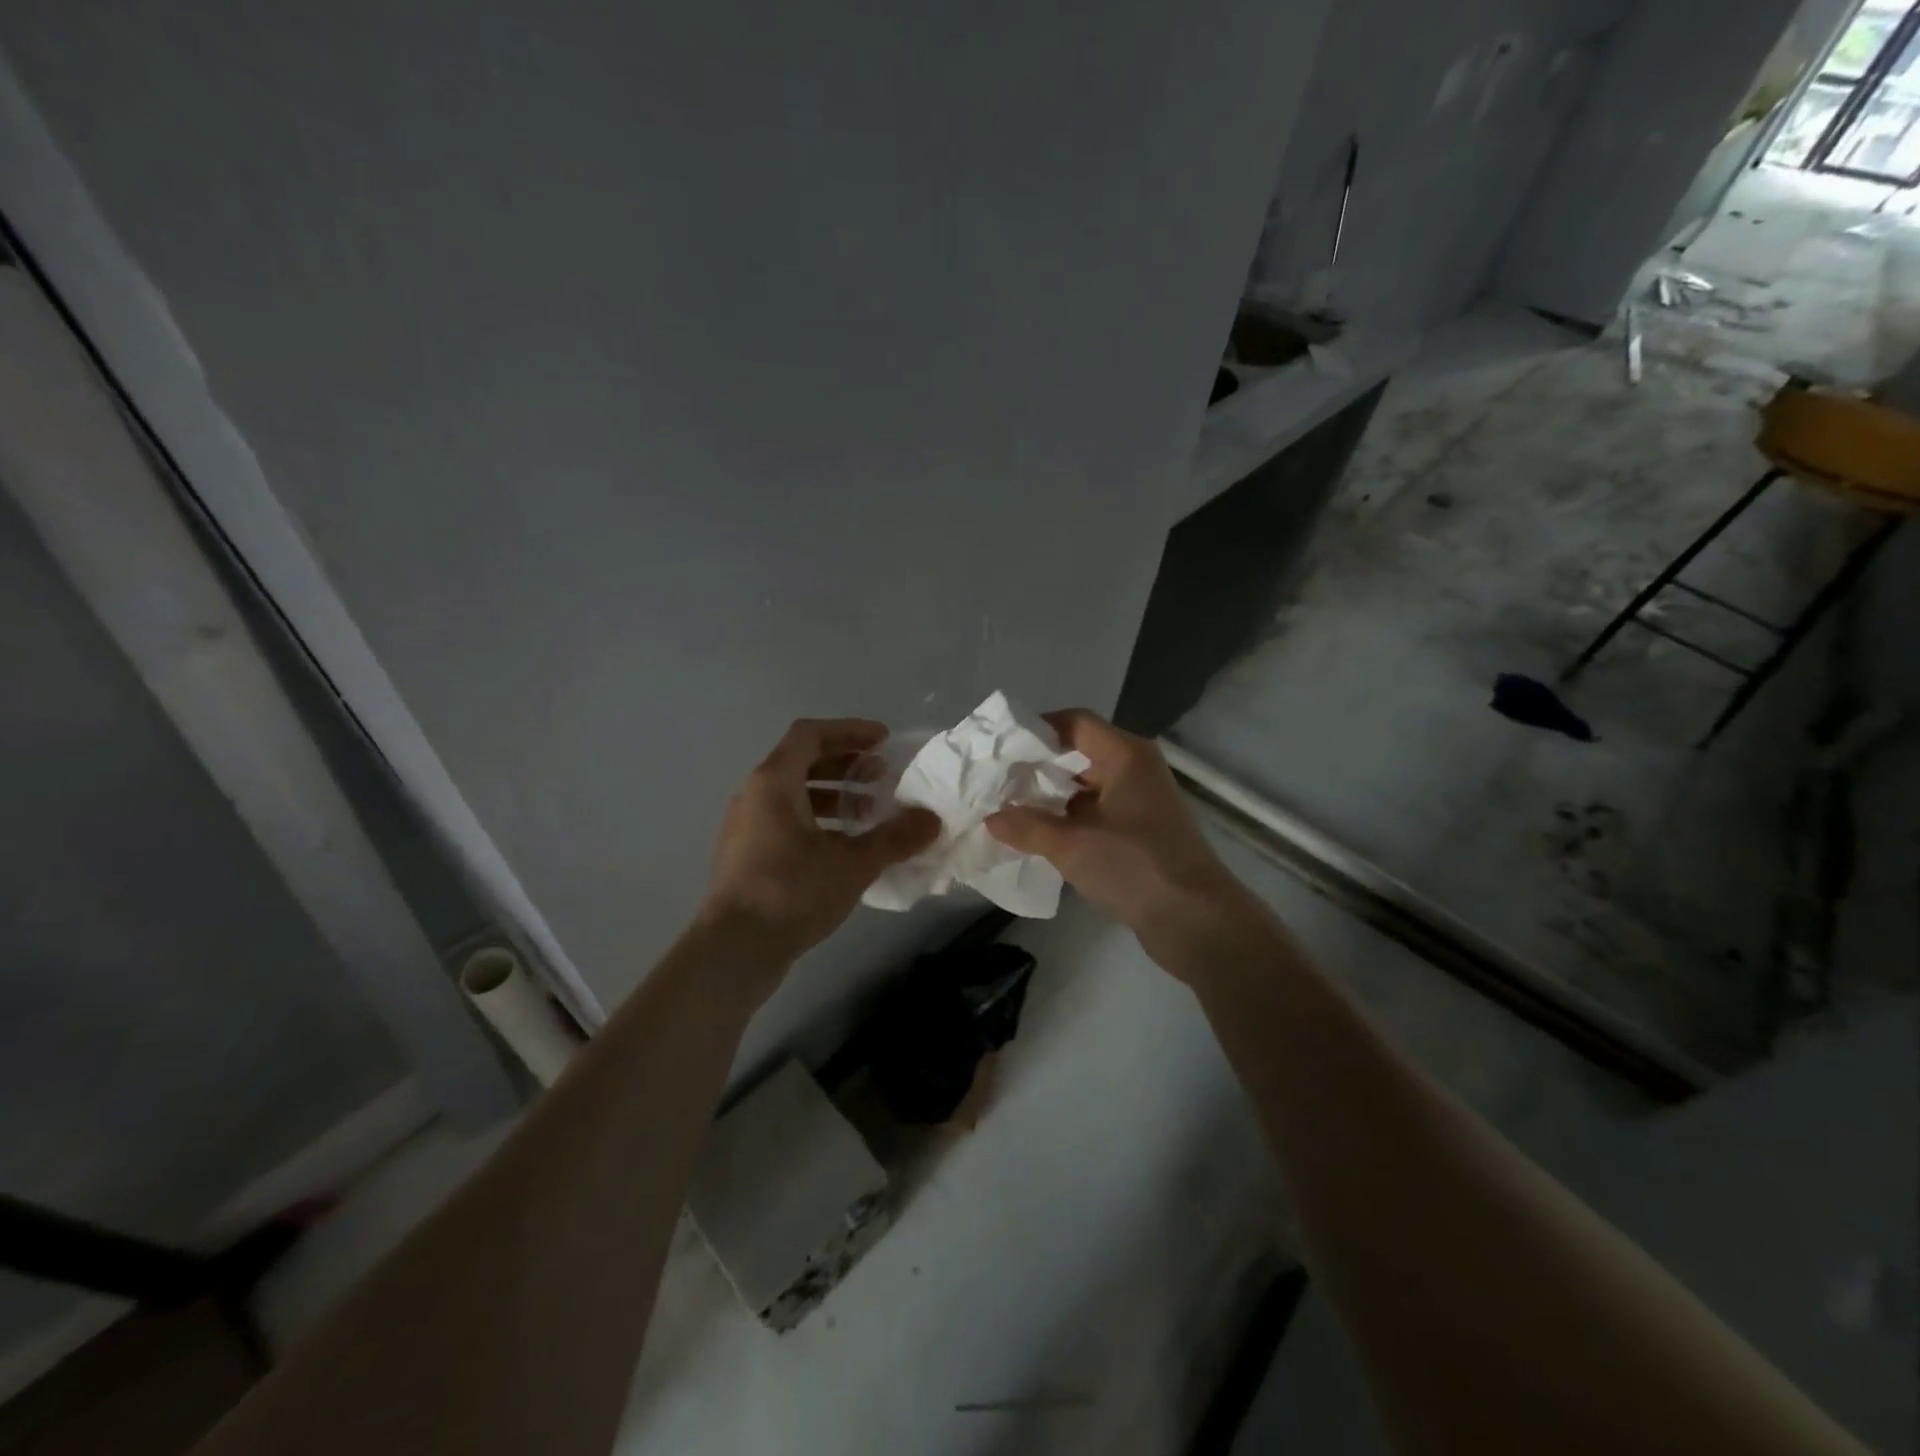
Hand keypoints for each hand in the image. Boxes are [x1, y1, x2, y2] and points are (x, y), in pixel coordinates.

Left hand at [699, 719, 939, 973]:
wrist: (734, 950)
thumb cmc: (791, 892)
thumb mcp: (852, 863)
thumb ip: (894, 838)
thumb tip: (932, 820)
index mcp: (774, 782)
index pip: (811, 734)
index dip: (850, 731)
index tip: (884, 741)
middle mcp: (756, 796)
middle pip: (803, 762)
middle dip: (847, 766)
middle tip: (883, 778)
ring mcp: (748, 827)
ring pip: (796, 796)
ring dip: (836, 797)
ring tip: (871, 815)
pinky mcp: (749, 856)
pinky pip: (788, 822)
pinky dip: (820, 822)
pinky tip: (848, 849)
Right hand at [985, 710, 1251, 973]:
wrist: (1197, 921)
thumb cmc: (1134, 866)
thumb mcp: (1071, 845)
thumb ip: (1027, 827)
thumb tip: (992, 818)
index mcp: (1126, 756)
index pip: (1075, 722)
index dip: (1037, 729)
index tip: (1002, 748)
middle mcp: (1137, 771)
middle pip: (1081, 754)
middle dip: (1039, 769)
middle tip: (999, 784)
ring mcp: (1142, 804)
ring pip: (1088, 789)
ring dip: (1053, 800)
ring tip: (1011, 813)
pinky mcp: (1143, 834)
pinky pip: (1098, 815)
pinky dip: (1071, 822)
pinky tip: (1041, 840)